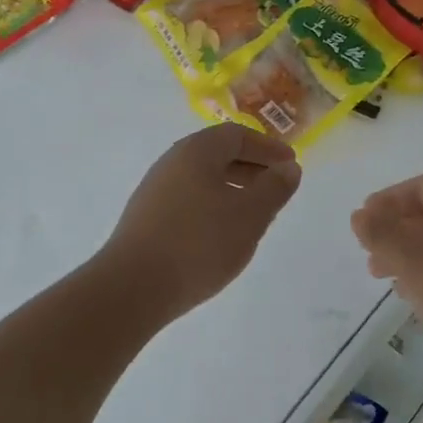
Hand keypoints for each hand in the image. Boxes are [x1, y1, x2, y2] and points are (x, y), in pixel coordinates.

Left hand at [100, 123, 302, 322]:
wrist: (132, 287)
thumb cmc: (199, 243)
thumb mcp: (250, 215)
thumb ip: (274, 188)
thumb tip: (288, 168)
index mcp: (196, 151)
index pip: (237, 135)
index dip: (267, 147)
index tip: (290, 164)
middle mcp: (172, 162)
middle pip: (218, 154)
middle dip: (251, 168)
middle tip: (276, 188)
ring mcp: (155, 191)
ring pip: (203, 179)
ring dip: (232, 189)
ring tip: (254, 215)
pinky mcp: (146, 219)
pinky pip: (188, 200)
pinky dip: (213, 207)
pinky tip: (222, 235)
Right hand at [351, 175, 422, 376]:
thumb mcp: (413, 262)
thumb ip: (381, 235)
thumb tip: (358, 215)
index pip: (420, 187)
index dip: (387, 201)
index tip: (363, 222)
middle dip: (396, 232)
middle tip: (370, 254)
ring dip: (412, 254)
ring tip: (387, 278)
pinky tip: (418, 296)